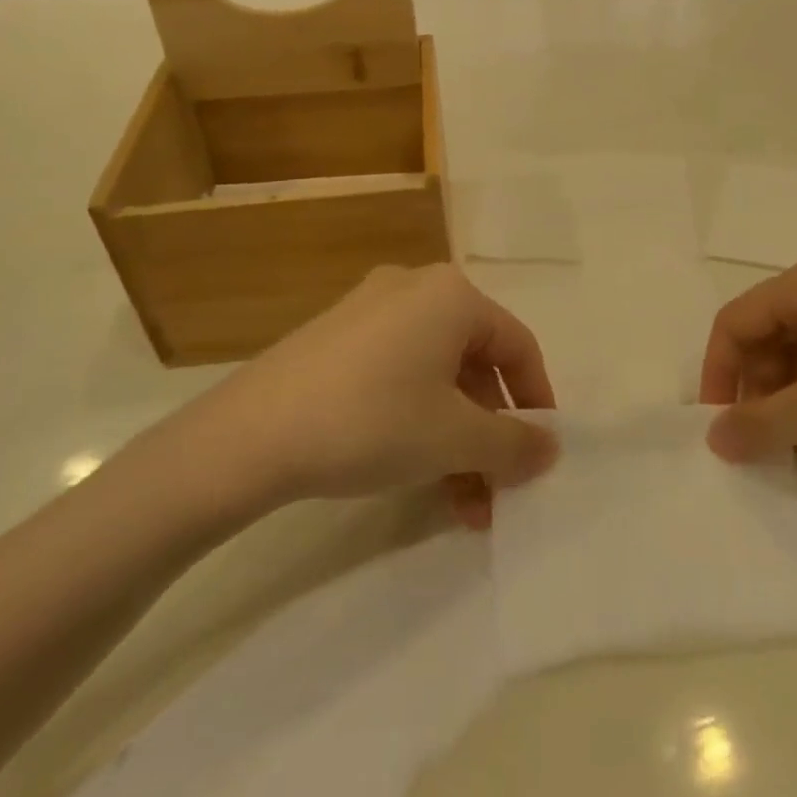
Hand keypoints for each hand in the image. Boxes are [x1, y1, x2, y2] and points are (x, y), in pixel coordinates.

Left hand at [131, 265, 557, 532]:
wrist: (247, 437)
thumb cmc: (372, 421)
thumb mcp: (455, 439)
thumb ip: (514, 444)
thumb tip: (549, 449)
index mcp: (451, 296)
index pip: (518, 346)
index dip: (536, 402)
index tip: (539, 453)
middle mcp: (413, 290)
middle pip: (474, 366)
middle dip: (490, 435)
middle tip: (496, 489)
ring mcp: (367, 313)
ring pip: (434, 379)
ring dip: (455, 440)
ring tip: (460, 505)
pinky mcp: (333, 342)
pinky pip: (396, 378)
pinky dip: (416, 423)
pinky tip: (414, 476)